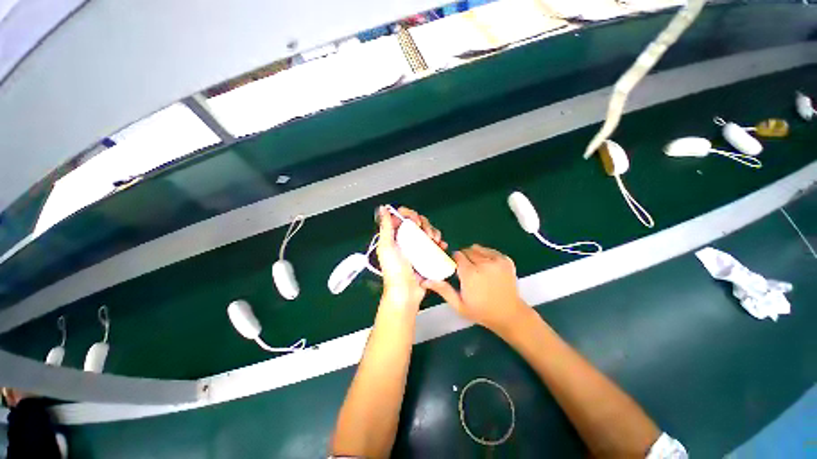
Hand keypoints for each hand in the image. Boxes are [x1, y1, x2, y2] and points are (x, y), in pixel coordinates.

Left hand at [376, 206, 447, 309]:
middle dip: (425, 225)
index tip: (416, 222)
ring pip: (427, 231)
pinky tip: (442, 246)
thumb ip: (385, 227)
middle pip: (418, 222)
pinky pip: (434, 243)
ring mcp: (417, 247)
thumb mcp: (387, 247)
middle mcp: (405, 239)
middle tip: (427, 235)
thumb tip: (383, 208)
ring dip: (434, 233)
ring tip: (436, 242)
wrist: (406, 292)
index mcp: (394, 235)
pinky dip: (439, 243)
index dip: (411, 215)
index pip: (403, 217)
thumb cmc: (394, 270)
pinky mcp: (426, 255)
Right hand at [424, 245, 528, 334]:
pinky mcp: (506, 260)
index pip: (457, 255)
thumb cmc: (481, 311)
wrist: (509, 314)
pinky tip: (488, 268)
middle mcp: (483, 263)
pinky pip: (490, 250)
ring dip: (474, 255)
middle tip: (467, 272)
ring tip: (478, 269)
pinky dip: (486, 256)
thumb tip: (425, 281)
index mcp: (470, 274)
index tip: (456, 269)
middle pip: (467, 250)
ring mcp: (497, 260)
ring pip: (478, 249)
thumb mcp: (459, 304)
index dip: (455, 261)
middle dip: (464, 258)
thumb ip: (443, 290)